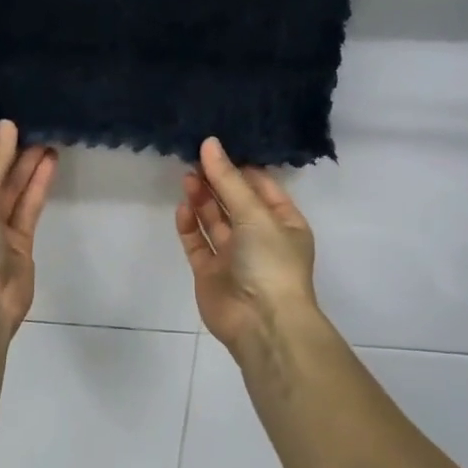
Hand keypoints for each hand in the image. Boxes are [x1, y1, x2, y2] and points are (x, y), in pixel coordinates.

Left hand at [0, 120, 57, 335]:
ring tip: (46, 134)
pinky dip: (36, 184)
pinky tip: (50, 161)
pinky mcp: (16, 240)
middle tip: (30, 121)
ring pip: (9, 189)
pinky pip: (25, 206)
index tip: (2, 116)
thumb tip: (7, 126)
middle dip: (7, 151)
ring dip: (25, 165)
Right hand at [174, 137, 320, 354]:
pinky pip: (197, 243)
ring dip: (202, 199)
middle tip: (194, 158)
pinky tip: (183, 207)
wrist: (261, 323)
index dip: (240, 167)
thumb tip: (210, 143)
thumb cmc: (270, 262)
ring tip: (187, 177)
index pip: (262, 186)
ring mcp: (233, 256)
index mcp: (284, 223)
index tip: (217, 146)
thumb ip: (229, 180)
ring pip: (214, 220)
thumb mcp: (255, 214)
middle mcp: (260, 237)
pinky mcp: (210, 272)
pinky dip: (190, 225)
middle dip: (217, 181)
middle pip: (235, 202)